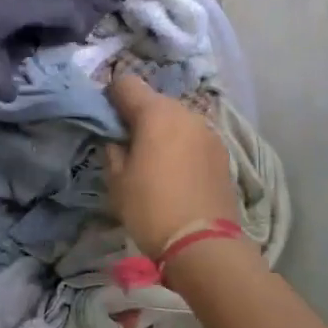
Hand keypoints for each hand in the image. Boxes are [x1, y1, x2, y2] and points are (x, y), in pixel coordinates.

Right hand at [105, 74, 240, 258]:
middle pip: (154, 101)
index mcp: (156, 113)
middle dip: (138, 116)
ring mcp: (209, 132)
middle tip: (126, 144)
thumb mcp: (117, 181)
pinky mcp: (222, 154)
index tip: (104, 119)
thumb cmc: (151, 208)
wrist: (204, 244)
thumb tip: (117, 140)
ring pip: (176, 120)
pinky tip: (175, 172)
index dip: (111, 96)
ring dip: (162, 131)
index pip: (126, 83)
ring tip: (152, 161)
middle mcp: (186, 113)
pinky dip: (181, 146)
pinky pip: (193, 138)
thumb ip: (113, 150)